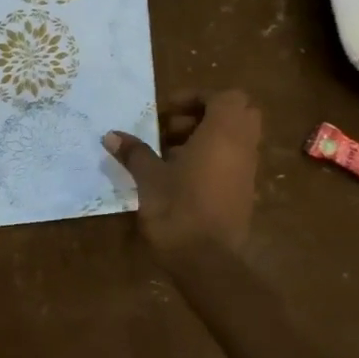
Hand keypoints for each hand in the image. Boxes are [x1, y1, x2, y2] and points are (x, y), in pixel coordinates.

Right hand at [103, 90, 261, 275]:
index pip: (223, 96)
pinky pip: (233, 160)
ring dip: (205, 138)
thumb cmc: (178, 210)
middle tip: (170, 131)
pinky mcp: (244, 191)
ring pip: (234, 138)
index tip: (165, 112)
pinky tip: (180, 178)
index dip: (195, 98)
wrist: (207, 260)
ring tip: (169, 156)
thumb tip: (111, 135)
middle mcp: (242, 146)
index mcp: (223, 133)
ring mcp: (247, 170)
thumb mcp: (149, 178)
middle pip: (235, 114)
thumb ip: (134, 153)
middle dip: (204, 115)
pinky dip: (212, 158)